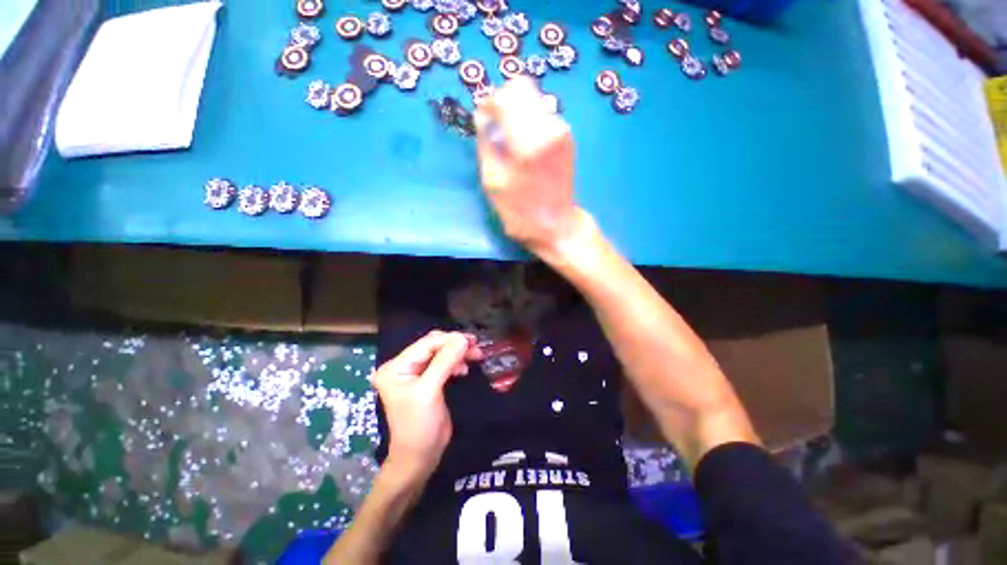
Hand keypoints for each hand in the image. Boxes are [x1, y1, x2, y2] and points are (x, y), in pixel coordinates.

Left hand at [372, 331, 482, 483]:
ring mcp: (416, 373)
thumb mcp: (430, 391)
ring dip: (458, 353)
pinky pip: (444, 363)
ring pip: (441, 353)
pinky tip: (464, 368)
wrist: (420, 457)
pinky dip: (456, 362)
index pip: (425, 344)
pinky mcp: (428, 380)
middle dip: (454, 345)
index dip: (448, 340)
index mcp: (396, 367)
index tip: (471, 340)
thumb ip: (445, 362)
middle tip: (475, 345)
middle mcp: (404, 366)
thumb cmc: (419, 425)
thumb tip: (462, 338)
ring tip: (476, 355)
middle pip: (433, 346)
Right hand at [474, 77, 584, 261]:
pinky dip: (529, 121)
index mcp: (528, 141)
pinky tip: (526, 146)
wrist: (557, 224)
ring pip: (533, 98)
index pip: (505, 96)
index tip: (483, 118)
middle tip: (496, 126)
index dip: (489, 102)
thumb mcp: (493, 182)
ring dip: (517, 112)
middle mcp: (549, 128)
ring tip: (511, 141)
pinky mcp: (567, 137)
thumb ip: (486, 143)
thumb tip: (483, 116)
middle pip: (522, 87)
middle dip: (504, 102)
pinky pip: (543, 113)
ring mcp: (562, 130)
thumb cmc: (521, 211)